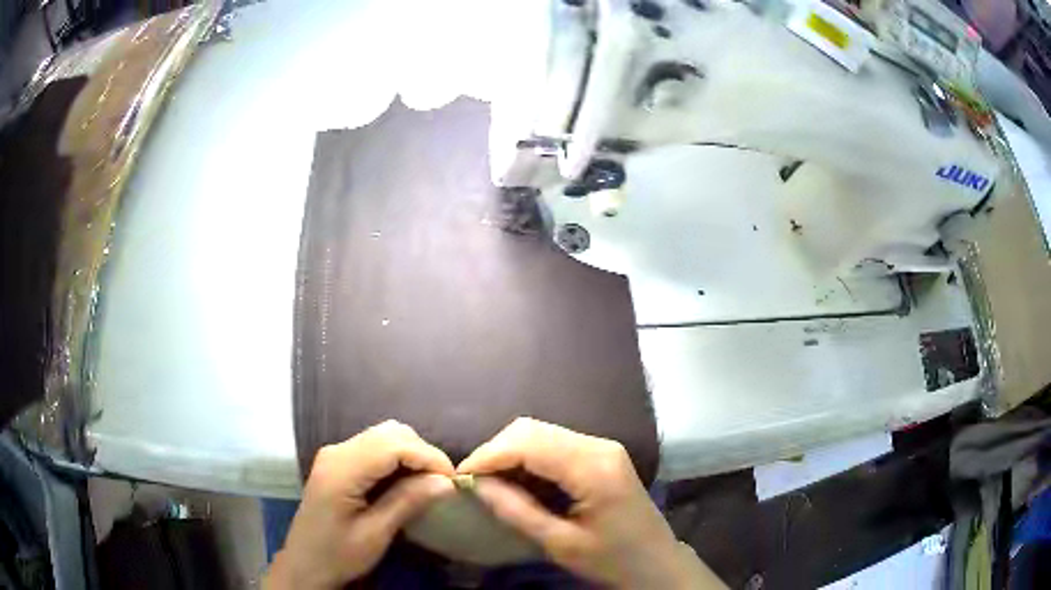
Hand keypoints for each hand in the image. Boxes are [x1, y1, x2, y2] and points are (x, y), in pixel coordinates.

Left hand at [264, 421, 454, 589]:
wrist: (306, 563)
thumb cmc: (338, 554)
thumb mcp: (375, 534)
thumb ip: (407, 502)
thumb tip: (446, 482)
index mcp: (342, 469)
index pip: (393, 444)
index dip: (428, 456)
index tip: (452, 481)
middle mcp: (337, 451)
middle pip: (389, 432)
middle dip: (422, 452)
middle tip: (442, 483)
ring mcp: (336, 454)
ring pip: (384, 435)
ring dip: (411, 453)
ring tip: (428, 482)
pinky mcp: (338, 462)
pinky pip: (375, 447)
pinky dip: (397, 458)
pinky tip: (407, 481)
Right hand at [458, 418, 725, 589]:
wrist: (657, 563)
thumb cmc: (612, 560)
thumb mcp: (560, 544)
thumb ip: (516, 511)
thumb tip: (476, 484)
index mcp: (592, 467)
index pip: (528, 443)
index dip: (488, 455)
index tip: (460, 478)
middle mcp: (598, 446)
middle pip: (532, 429)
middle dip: (496, 451)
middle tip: (474, 482)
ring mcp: (602, 447)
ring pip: (541, 432)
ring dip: (510, 453)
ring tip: (491, 483)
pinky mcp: (601, 454)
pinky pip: (554, 444)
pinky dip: (529, 458)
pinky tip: (519, 481)